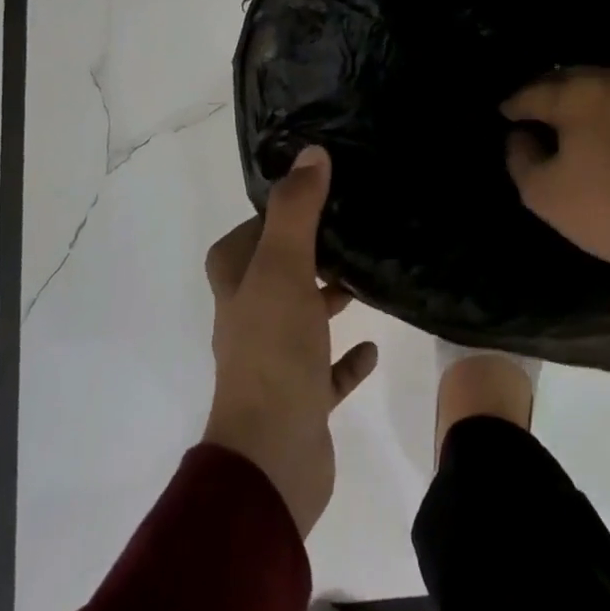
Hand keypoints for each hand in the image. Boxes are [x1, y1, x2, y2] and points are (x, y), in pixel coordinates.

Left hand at [201, 146, 378, 535]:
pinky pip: (328, 369)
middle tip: (354, 227)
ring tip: (369, 276)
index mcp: (237, 283)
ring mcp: (275, 360)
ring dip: (329, 299)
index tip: (321, 190)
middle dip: (311, 251)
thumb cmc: (274, 350)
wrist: (273, 457)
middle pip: (279, 272)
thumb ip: (296, 209)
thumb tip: (311, 152)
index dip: (279, 212)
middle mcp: (250, 317)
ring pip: (304, 316)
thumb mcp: (282, 267)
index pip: (251, 232)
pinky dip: (347, 357)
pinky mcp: (302, 397)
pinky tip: (372, 344)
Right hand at [502, 68, 609, 354]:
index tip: (504, 114)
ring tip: (570, 122)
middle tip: (533, 112)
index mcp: (579, 93)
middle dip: (548, 93)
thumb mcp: (543, 193)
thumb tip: (521, 136)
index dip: (513, 105)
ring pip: (605, 87)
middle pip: (571, 78)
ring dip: (582, 99)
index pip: (533, 92)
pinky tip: (608, 135)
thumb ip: (520, 157)